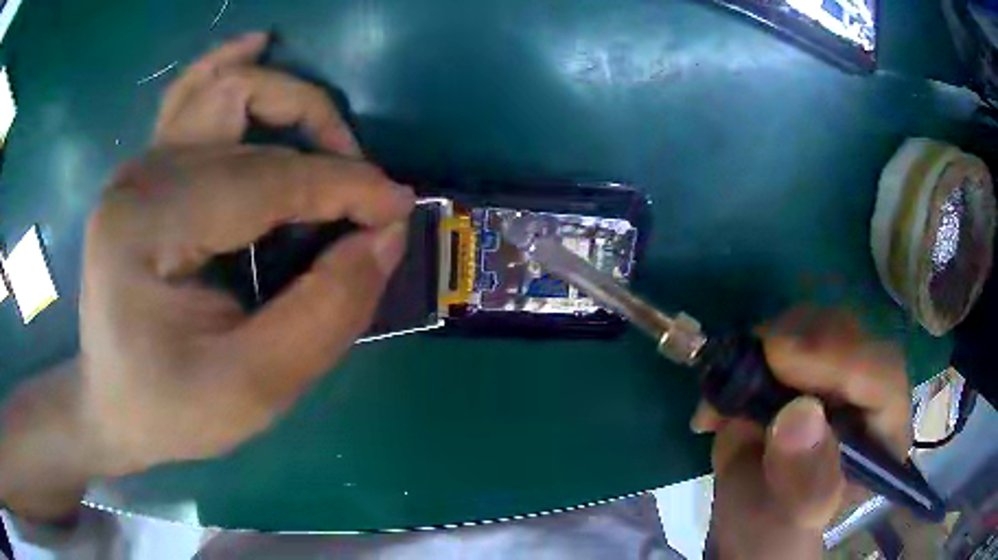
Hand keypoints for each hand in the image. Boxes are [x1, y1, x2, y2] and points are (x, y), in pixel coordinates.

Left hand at [0, 33, 413, 519]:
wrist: (113, 409)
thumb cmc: (172, 410)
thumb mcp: (253, 390)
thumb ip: (324, 313)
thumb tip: (385, 236)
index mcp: (148, 227)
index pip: (265, 179)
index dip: (344, 188)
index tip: (399, 210)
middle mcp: (139, 177)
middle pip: (245, 113)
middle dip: (321, 142)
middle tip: (362, 191)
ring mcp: (139, 168)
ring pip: (223, 88)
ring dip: (287, 100)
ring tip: (329, 138)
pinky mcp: (145, 174)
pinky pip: (190, 95)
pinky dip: (230, 66)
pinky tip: (259, 46)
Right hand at [694, 308, 910, 558]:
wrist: (753, 511)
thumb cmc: (781, 523)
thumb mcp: (795, 515)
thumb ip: (805, 480)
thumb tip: (799, 414)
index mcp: (886, 431)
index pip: (883, 376)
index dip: (840, 360)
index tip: (782, 359)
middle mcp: (869, 389)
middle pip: (850, 335)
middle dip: (799, 344)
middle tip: (752, 365)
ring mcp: (836, 368)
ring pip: (814, 322)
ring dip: (764, 347)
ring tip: (727, 400)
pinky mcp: (802, 360)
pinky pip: (777, 331)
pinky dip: (744, 355)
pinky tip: (721, 400)